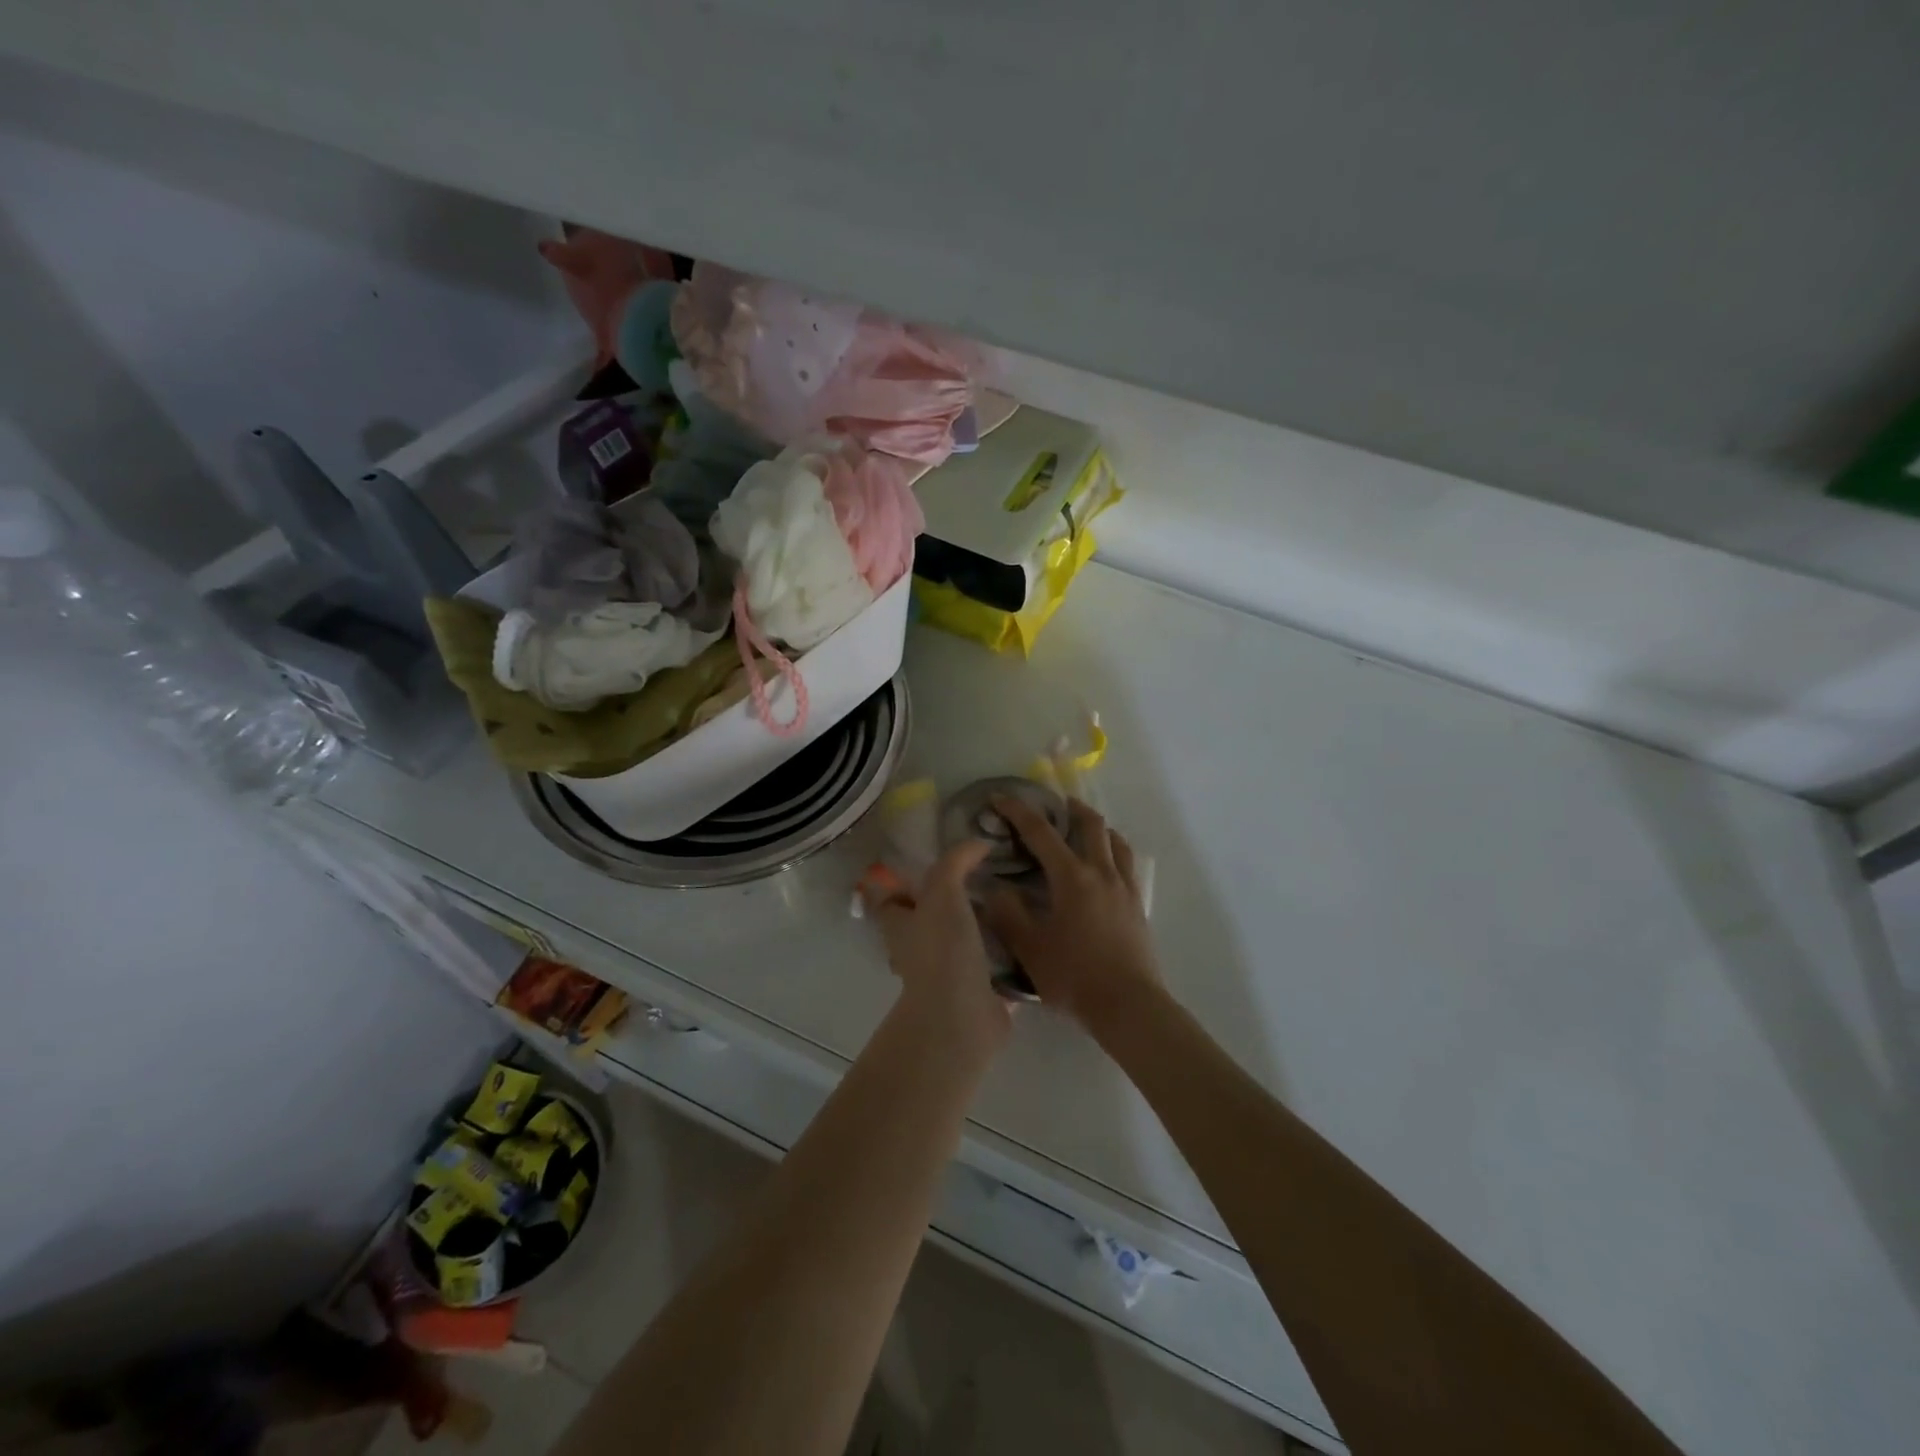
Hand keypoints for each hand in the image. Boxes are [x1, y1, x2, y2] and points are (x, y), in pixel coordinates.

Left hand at [865, 841, 1013, 1062]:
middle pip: (925, 923)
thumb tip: (978, 843)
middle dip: (947, 906)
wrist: (962, 1017)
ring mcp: (946, 977)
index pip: (890, 901)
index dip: (902, 884)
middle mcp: (917, 952)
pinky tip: (1027, 938)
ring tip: (1010, 904)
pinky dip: (1005, 958)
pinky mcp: (977, 995)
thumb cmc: (942, 949)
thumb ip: (956, 862)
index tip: (932, 865)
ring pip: (958, 946)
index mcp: (900, 928)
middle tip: (982, 881)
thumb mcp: (943, 891)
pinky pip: (990, 970)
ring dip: (978, 931)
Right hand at [982, 796, 1161, 1028]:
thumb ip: (1008, 915)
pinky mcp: (1138, 905)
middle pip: (1090, 824)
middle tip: (1054, 804)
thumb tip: (995, 889)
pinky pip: (1127, 864)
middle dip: (1070, 807)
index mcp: (1072, 878)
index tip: (1000, 798)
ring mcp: (1125, 887)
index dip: (1018, 812)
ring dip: (1097, 827)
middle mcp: (1101, 872)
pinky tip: (1105, 867)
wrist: (1129, 1005)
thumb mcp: (1030, 948)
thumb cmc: (1075, 976)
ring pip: (1115, 841)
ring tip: (1083, 829)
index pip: (1041, 832)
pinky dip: (1113, 851)